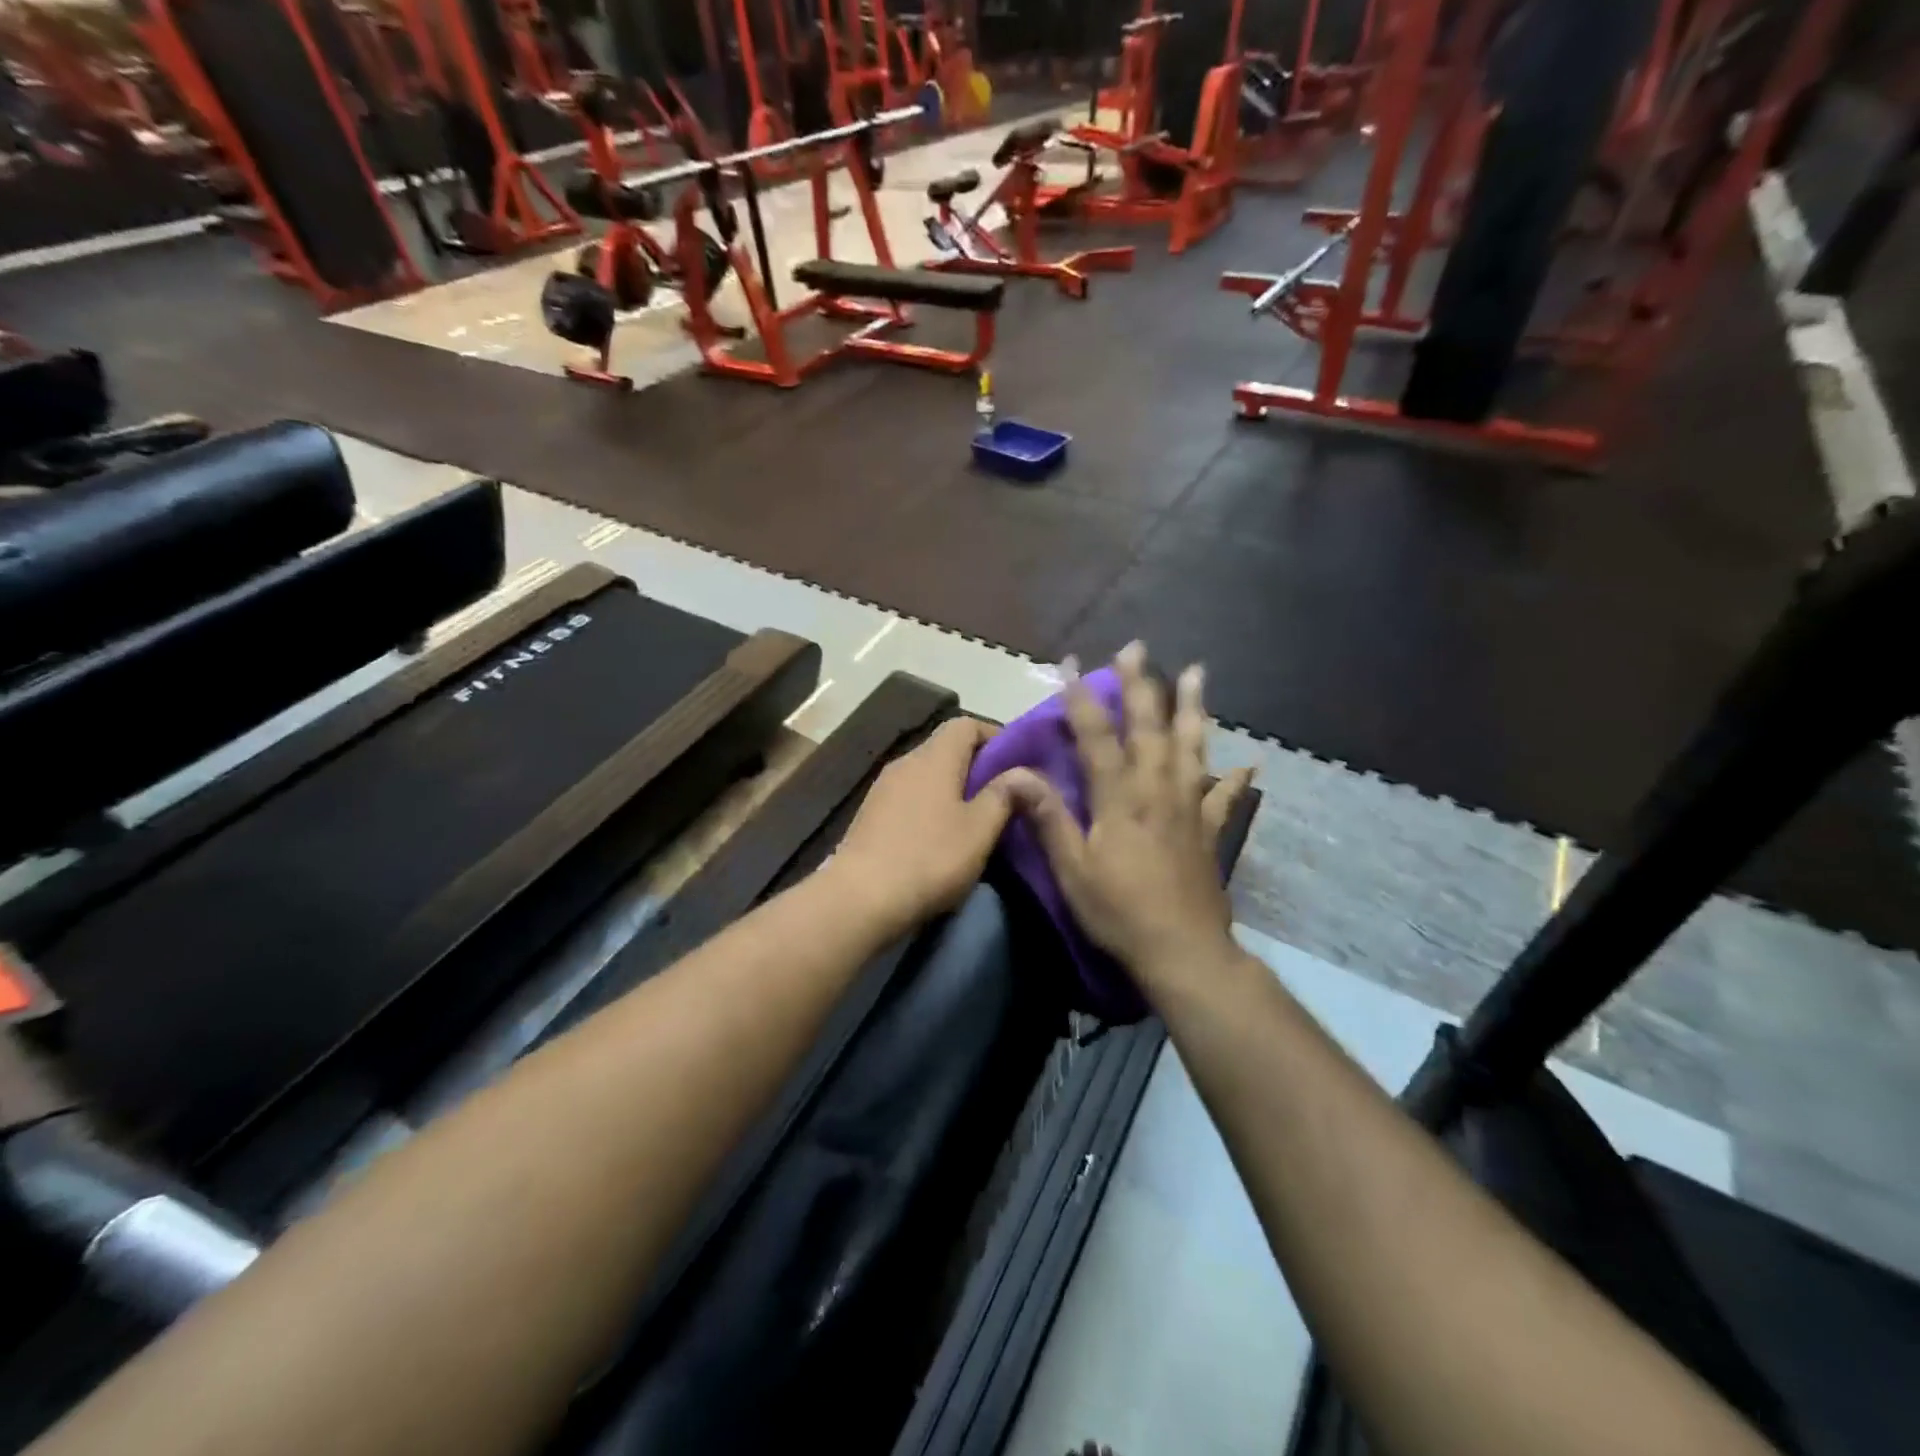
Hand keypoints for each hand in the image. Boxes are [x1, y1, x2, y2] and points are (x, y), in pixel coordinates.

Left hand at [829, 716, 1013, 928]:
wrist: (859, 899)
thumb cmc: (929, 858)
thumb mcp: (979, 829)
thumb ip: (1004, 795)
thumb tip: (1022, 772)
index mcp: (934, 757)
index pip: (966, 723)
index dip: (994, 736)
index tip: (1016, 764)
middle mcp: (905, 762)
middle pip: (945, 748)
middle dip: (976, 766)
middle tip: (1002, 796)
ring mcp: (882, 788)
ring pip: (926, 775)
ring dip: (952, 789)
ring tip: (974, 818)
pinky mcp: (870, 815)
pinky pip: (909, 797)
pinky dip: (930, 806)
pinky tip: (940, 837)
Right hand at [1004, 642, 1252, 989]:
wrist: (1182, 951)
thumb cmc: (1118, 910)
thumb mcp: (1072, 868)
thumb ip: (1048, 817)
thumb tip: (1016, 774)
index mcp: (1119, 797)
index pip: (1096, 736)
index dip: (1080, 698)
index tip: (1068, 663)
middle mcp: (1156, 789)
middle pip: (1149, 726)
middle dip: (1141, 685)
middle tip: (1137, 648)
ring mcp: (1188, 807)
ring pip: (1192, 746)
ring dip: (1193, 708)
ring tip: (1197, 673)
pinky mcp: (1209, 830)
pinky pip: (1225, 796)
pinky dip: (1236, 778)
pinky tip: (1251, 763)